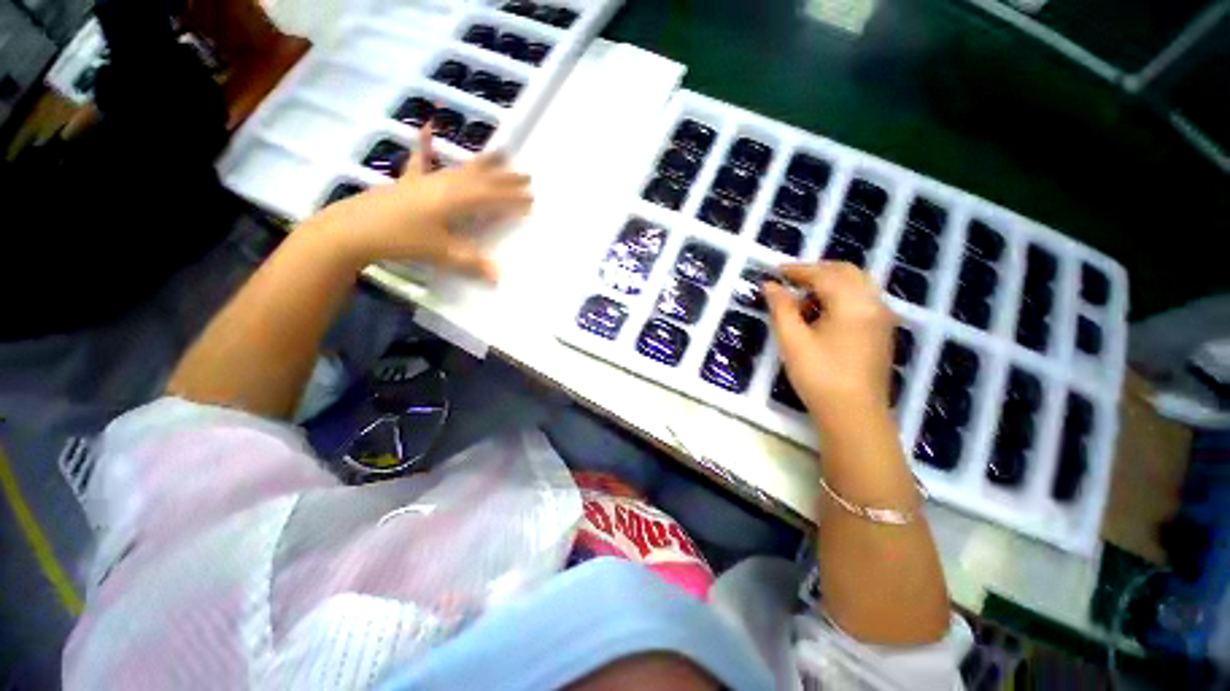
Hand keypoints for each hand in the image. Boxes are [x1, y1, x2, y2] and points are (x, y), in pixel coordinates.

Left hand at [319, 126, 532, 280]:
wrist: (355, 228)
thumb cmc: (402, 238)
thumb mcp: (441, 252)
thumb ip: (472, 262)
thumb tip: (500, 276)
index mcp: (456, 199)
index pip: (492, 197)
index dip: (512, 198)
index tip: (531, 199)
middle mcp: (446, 184)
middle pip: (482, 179)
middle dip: (506, 178)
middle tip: (527, 176)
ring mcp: (428, 179)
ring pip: (463, 168)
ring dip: (485, 163)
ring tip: (502, 153)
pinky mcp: (411, 182)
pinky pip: (422, 160)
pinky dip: (426, 145)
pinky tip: (428, 127)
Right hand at [764, 262, 895, 428]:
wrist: (854, 415)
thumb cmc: (819, 376)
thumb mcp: (792, 340)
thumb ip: (781, 308)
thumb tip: (770, 286)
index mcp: (853, 303)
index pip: (823, 274)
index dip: (798, 270)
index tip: (775, 270)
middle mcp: (873, 303)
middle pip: (846, 272)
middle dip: (817, 271)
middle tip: (790, 279)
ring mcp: (882, 318)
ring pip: (857, 285)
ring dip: (830, 282)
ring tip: (803, 295)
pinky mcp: (881, 332)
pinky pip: (862, 299)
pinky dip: (841, 295)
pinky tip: (823, 312)